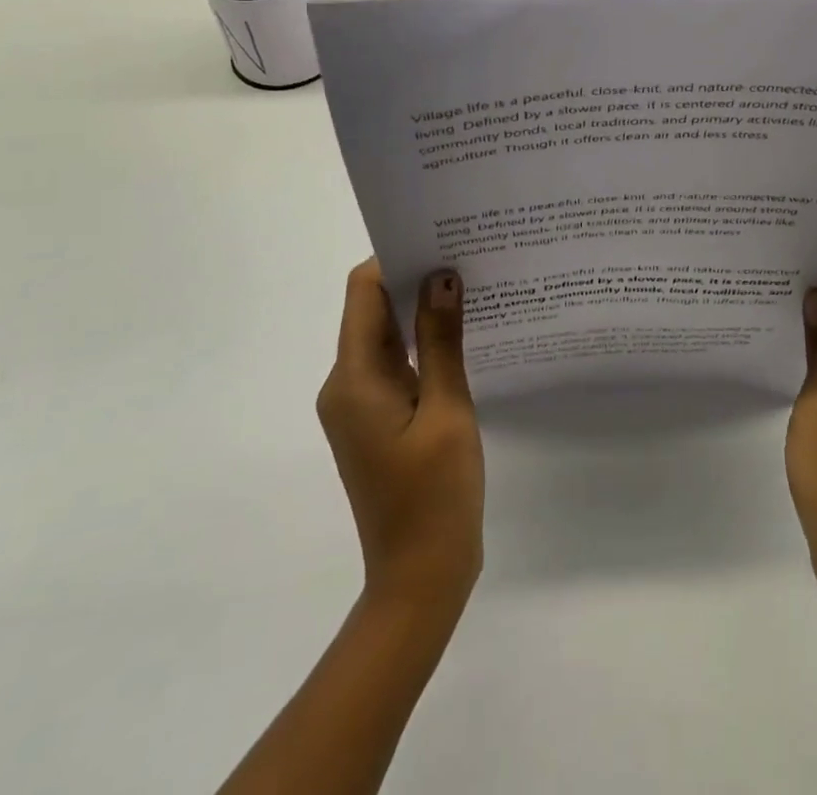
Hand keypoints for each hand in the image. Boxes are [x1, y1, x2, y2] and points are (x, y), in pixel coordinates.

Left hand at [318, 260, 483, 616]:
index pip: (364, 291)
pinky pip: (396, 365)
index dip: (397, 257)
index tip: (441, 238)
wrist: (420, 578)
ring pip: (386, 337)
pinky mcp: (376, 420)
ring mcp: (359, 405)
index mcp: (353, 378)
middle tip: (467, 254)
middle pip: (373, 310)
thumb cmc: (434, 494)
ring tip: (472, 286)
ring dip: (421, 312)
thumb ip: (442, 340)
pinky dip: (423, 345)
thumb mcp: (447, 410)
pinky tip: (463, 336)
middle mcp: (345, 384)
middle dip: (415, 279)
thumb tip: (441, 276)